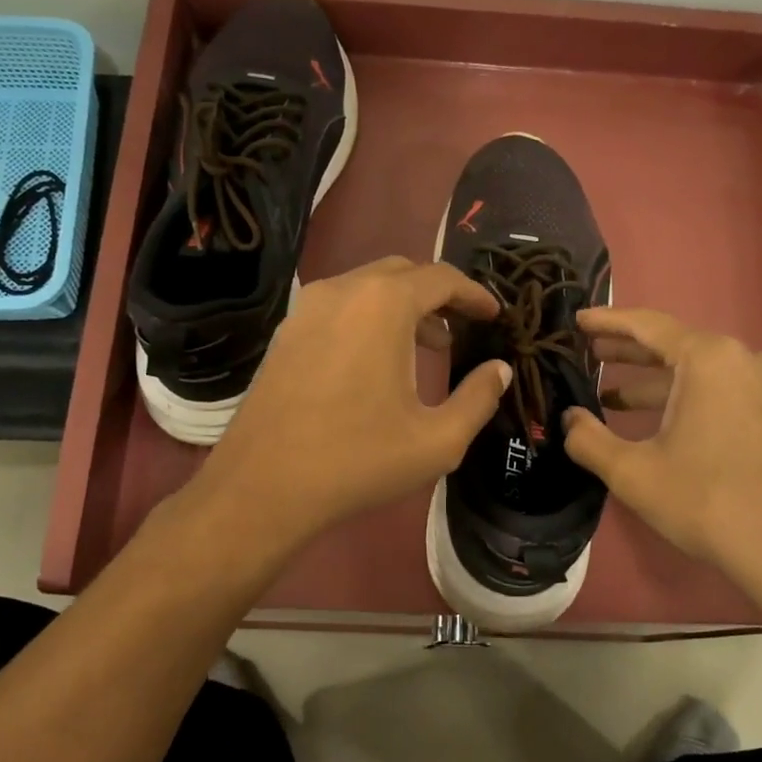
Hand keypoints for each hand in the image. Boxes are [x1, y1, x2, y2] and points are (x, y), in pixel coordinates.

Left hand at [192, 256, 510, 545]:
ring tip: (425, 348)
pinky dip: (367, 319)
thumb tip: (498, 370)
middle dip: (437, 295)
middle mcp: (341, 291)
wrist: (263, 487)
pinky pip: (337, 308)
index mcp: (382, 305)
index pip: (441, 278)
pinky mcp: (284, 334)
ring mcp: (305, 310)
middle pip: (401, 273)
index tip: (494, 314)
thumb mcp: (437, 440)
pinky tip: (375, 362)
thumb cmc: (358, 461)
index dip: (474, 294)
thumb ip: (478, 398)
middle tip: (461, 328)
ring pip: (365, 288)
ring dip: (401, 307)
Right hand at [561, 306, 761, 619]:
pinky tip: (663, 424)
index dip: (607, 321)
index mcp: (710, 359)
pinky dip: (688, 399)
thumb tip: (567, 419)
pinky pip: (726, 392)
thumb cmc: (708, 502)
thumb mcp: (633, 473)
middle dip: (629, 352)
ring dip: (657, 382)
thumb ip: (589, 439)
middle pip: (677, 345)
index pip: (648, 325)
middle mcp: (746, 360)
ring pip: (702, 373)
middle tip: (590, 354)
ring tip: (614, 396)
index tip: (577, 320)